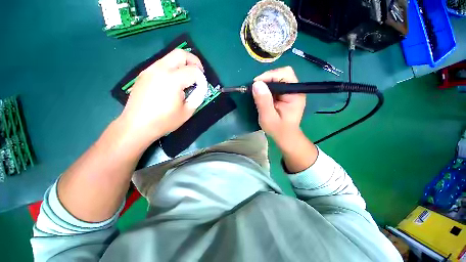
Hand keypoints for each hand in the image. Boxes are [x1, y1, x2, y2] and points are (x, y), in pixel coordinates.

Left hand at [119, 49, 205, 143]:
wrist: (136, 125)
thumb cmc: (164, 121)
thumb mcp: (187, 112)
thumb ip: (197, 97)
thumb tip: (201, 89)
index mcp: (172, 80)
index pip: (193, 71)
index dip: (202, 79)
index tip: (203, 88)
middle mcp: (160, 69)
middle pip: (180, 53)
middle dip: (194, 61)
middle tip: (199, 73)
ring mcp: (150, 70)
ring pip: (170, 57)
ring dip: (183, 64)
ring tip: (187, 79)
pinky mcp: (144, 74)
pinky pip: (162, 64)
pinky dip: (173, 69)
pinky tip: (173, 83)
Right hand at [253, 67, 316, 172]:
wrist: (285, 136)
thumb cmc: (278, 129)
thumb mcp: (268, 117)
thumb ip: (263, 101)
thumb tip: (256, 84)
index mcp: (295, 94)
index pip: (285, 74)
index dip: (269, 76)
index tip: (256, 84)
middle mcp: (295, 90)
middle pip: (282, 74)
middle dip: (267, 78)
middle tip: (256, 88)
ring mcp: (290, 92)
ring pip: (278, 78)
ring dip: (266, 83)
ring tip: (257, 91)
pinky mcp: (285, 95)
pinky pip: (276, 85)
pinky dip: (267, 87)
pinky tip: (262, 94)